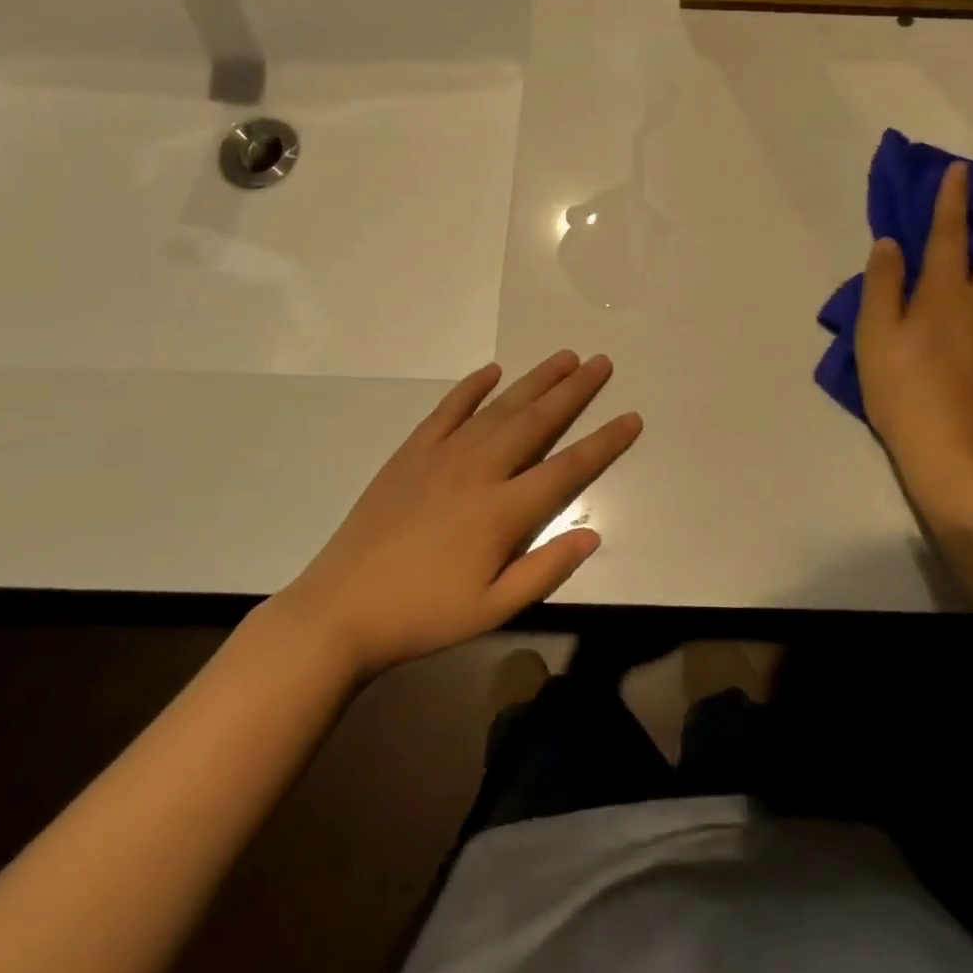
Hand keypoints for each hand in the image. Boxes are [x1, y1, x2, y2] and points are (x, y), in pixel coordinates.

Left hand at [275, 352, 640, 679]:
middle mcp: (480, 470)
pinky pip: (448, 409)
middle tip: (601, 363)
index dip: (604, 442)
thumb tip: (593, 534)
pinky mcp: (412, 451)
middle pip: (537, 421)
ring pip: (500, 407)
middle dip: (574, 391)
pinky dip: (472, 387)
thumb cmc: (424, 614)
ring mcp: (443, 455)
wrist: (341, 609)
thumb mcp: (492, 609)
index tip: (631, 418)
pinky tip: (492, 371)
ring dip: (535, 380)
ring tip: (564, 357)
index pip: (568, 467)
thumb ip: (545, 569)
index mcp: (503, 510)